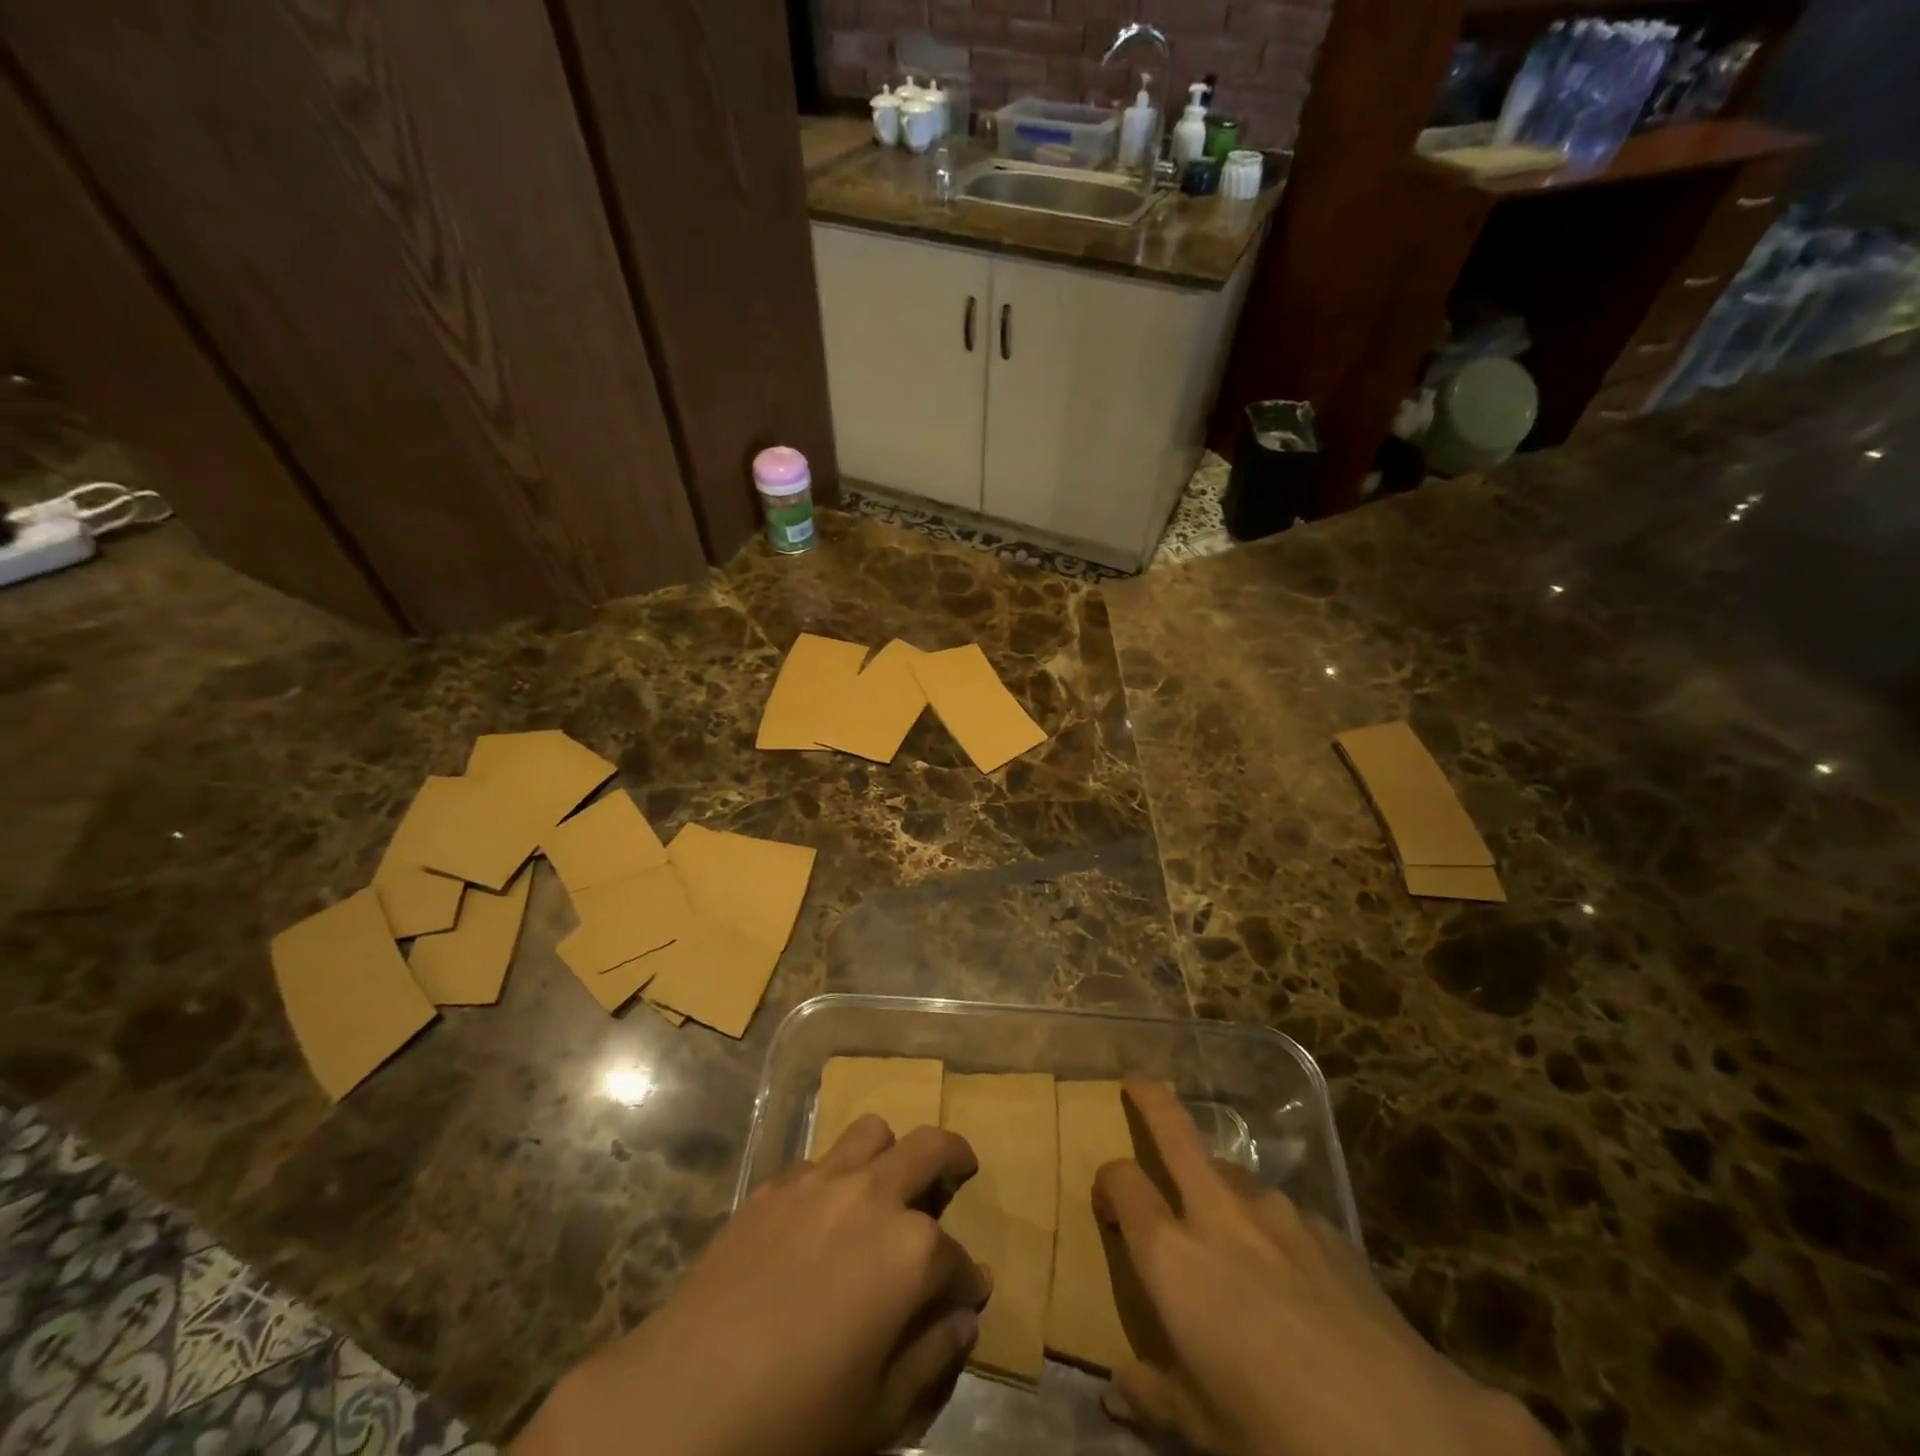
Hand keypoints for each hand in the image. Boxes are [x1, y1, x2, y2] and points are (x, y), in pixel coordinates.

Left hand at [516, 1117, 990, 1455]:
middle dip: (954, 1157)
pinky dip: (836, 1177)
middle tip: (960, 1170)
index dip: (967, 1280)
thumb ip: (933, 1357)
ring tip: (887, 1182)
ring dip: (890, 1152)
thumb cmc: (795, 1420)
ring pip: (872, 1132)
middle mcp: (872, 1196)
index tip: (968, 1295)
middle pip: (929, 1147)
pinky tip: (821, 1218)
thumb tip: (963, 1316)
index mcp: (911, 1250)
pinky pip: (819, 1161)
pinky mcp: (773, 1187)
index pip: (958, 1257)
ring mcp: (820, 1182)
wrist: (685, 1401)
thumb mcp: (881, 1413)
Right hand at [1094, 1082, 1559, 1455]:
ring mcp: (1279, 1213)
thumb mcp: (1204, 1431)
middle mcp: (1219, 1215)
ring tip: (1225, 1227)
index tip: (1107, 1204)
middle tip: (1136, 1087)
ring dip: (1215, 1182)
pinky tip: (1293, 1276)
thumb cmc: (1280, 1439)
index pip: (1122, 1183)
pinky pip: (1283, 1213)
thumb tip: (1120, 1388)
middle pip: (1173, 1130)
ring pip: (1230, 1171)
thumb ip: (1155, 1395)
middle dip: (1150, 1100)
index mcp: (1174, 1258)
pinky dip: (1269, 1227)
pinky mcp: (1331, 1230)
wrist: (1412, 1441)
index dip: (1108, 1183)